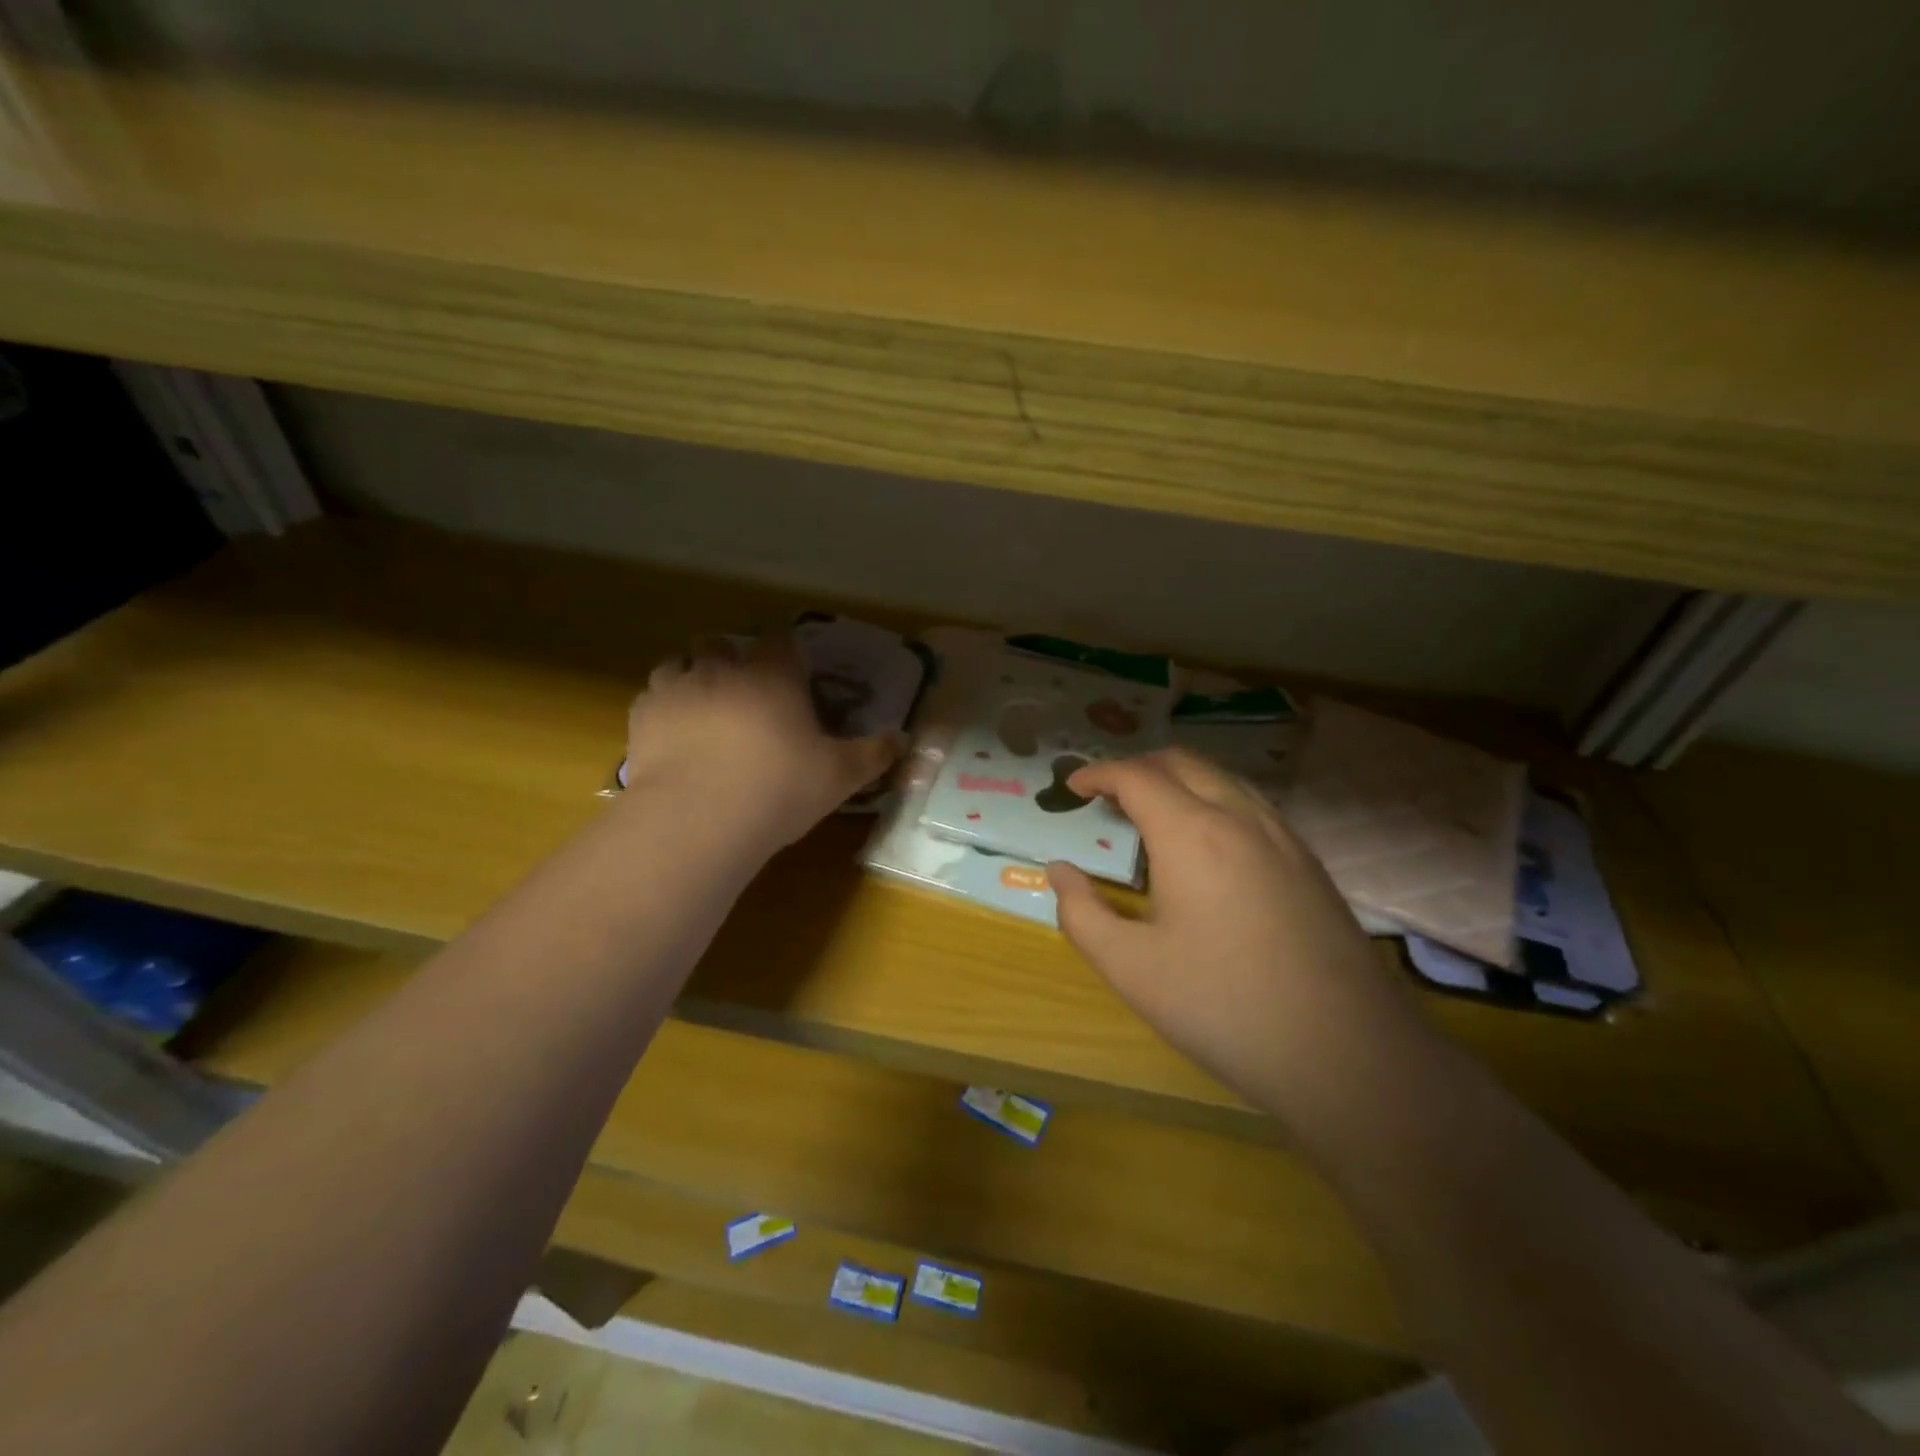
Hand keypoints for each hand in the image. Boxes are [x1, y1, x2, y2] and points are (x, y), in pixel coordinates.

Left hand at [623, 633, 904, 850]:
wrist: (700, 817)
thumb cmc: (780, 788)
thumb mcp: (840, 776)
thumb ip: (874, 754)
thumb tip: (904, 740)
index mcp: (773, 675)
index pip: (781, 641)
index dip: (787, 654)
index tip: (793, 675)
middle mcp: (723, 669)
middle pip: (723, 644)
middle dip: (732, 660)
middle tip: (744, 694)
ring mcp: (677, 688)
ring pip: (679, 662)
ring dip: (692, 677)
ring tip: (703, 708)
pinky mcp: (643, 716)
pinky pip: (651, 696)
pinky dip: (663, 707)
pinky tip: (673, 734)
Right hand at [1048, 748, 1419, 1122]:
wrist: (1346, 1053)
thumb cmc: (1223, 1006)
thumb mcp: (1130, 968)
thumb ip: (1082, 913)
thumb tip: (1059, 871)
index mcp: (1191, 833)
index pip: (1136, 776)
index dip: (1098, 773)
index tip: (1072, 786)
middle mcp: (1239, 817)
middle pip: (1182, 762)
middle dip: (1137, 767)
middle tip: (1107, 795)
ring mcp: (1283, 837)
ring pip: (1223, 779)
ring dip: (1179, 780)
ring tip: (1152, 814)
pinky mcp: (1309, 862)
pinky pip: (1252, 805)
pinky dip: (1215, 801)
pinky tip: (1208, 846)